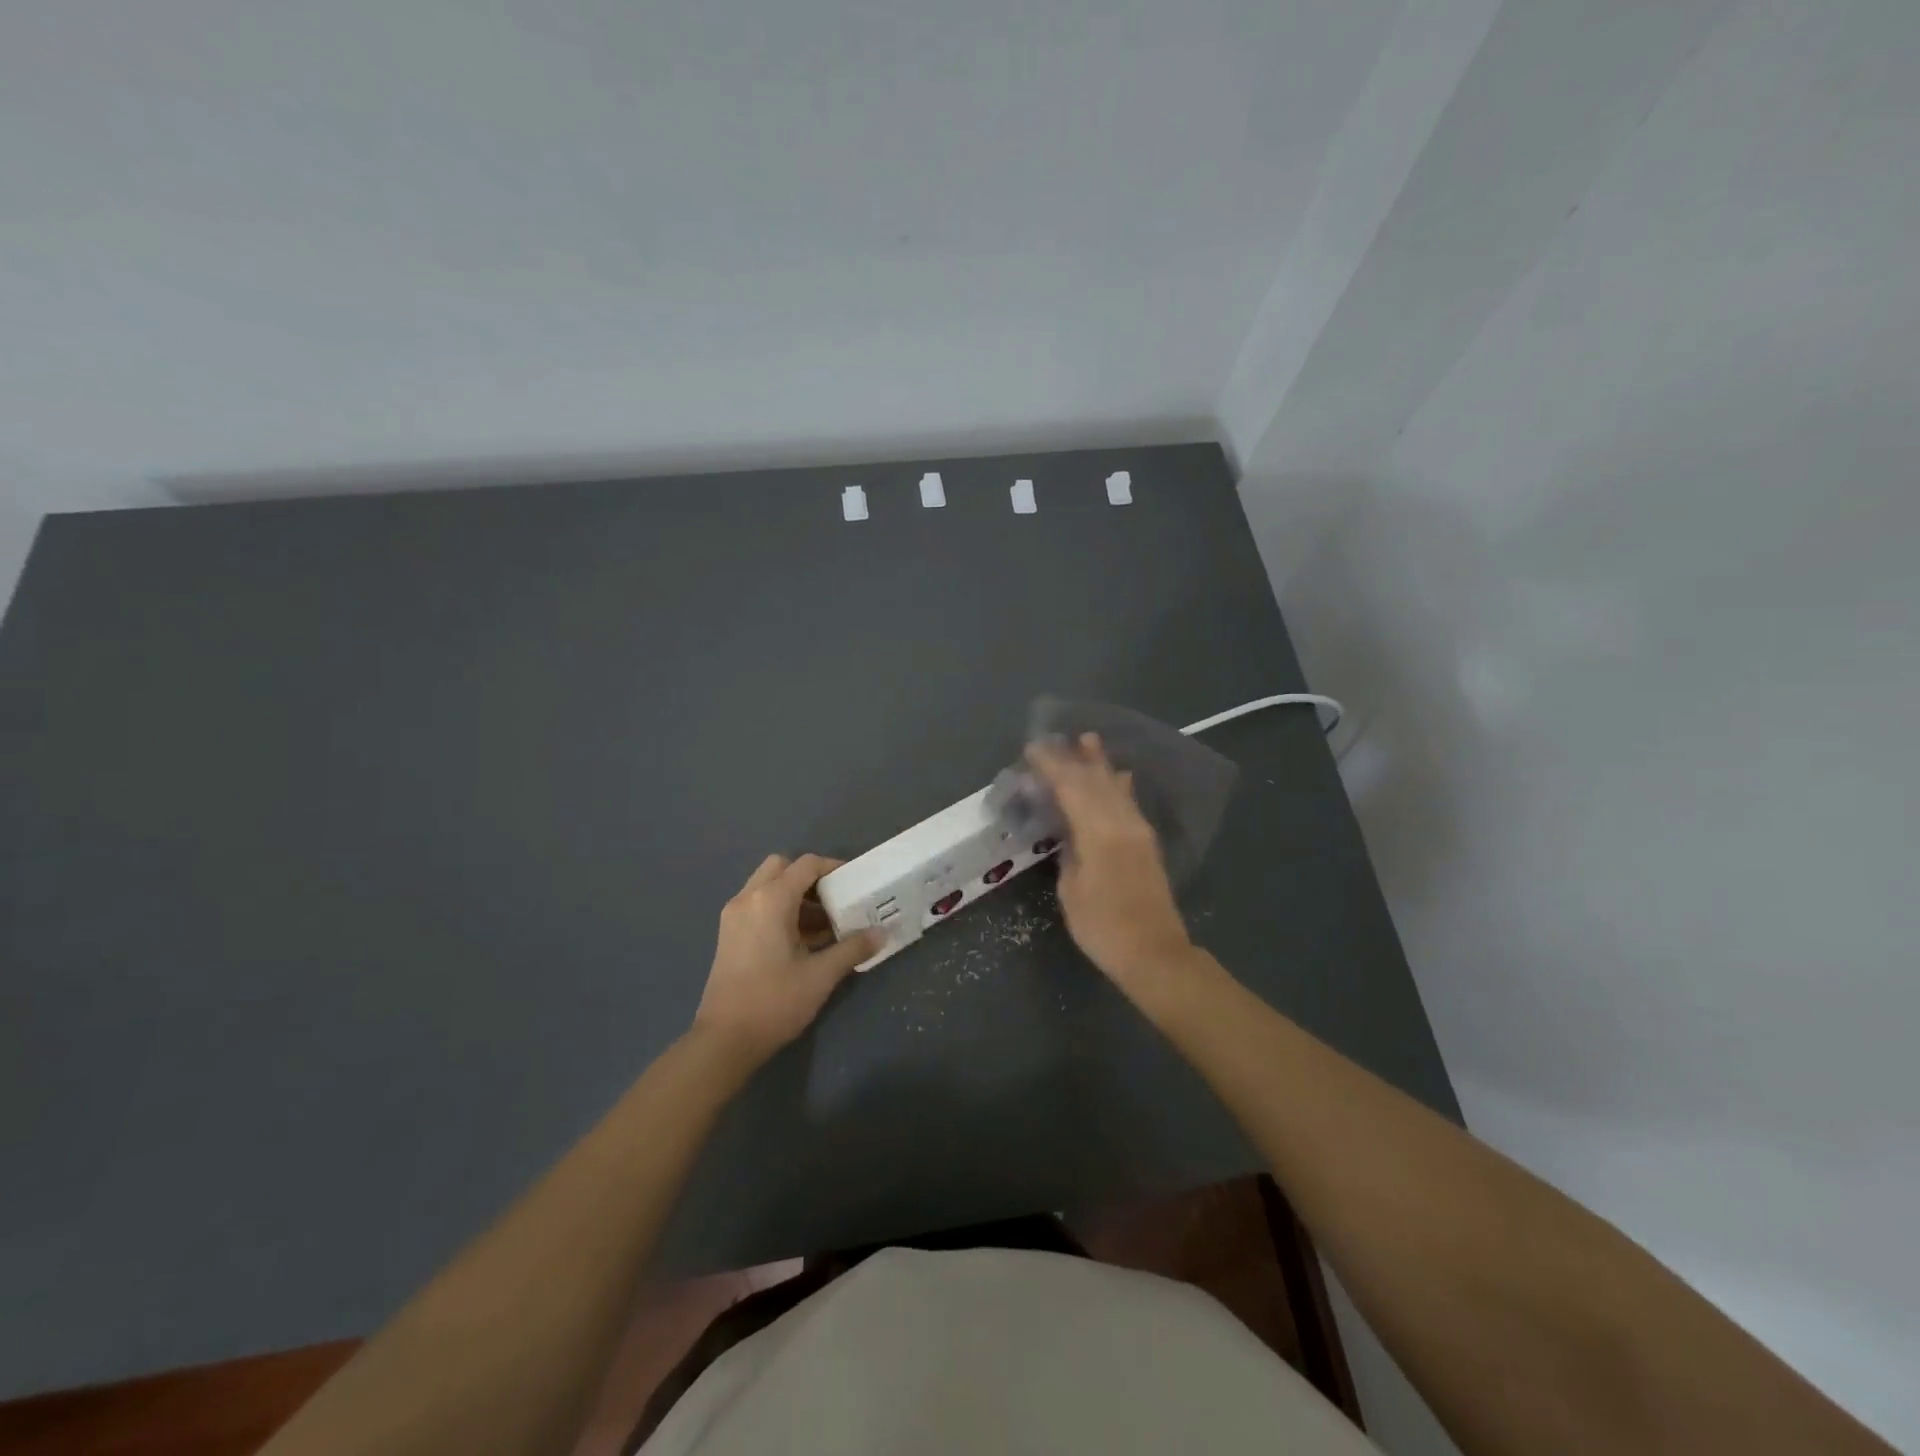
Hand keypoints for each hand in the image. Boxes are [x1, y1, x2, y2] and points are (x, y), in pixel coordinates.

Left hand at [692, 854, 881, 1064]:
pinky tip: (801, 941)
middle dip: (810, 878)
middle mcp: (748, 898)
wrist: (724, 1040)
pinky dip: (779, 910)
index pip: (806, 865)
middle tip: (834, 900)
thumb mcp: (821, 975)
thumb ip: (852, 948)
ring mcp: (733, 916)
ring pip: (767, 886)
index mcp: (771, 899)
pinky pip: (757, 905)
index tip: (854, 883)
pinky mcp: (728, 934)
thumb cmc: (774, 1001)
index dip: (833, 868)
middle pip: (782, 867)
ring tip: (824, 925)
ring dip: (795, 896)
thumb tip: (881, 933)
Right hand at [1026, 734, 1197, 998]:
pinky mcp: (1147, 842)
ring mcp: (1138, 830)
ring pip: (1115, 786)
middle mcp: (1122, 822)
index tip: (1032, 749)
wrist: (1154, 953)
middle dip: (1074, 758)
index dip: (1051, 765)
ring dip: (1100, 764)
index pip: (1071, 786)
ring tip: (1088, 740)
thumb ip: (1069, 850)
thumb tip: (1067, 828)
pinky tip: (1119, 775)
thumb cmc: (1103, 927)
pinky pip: (1128, 802)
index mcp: (1099, 831)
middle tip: (1054, 739)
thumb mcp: (1071, 890)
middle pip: (1095, 780)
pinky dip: (1118, 785)